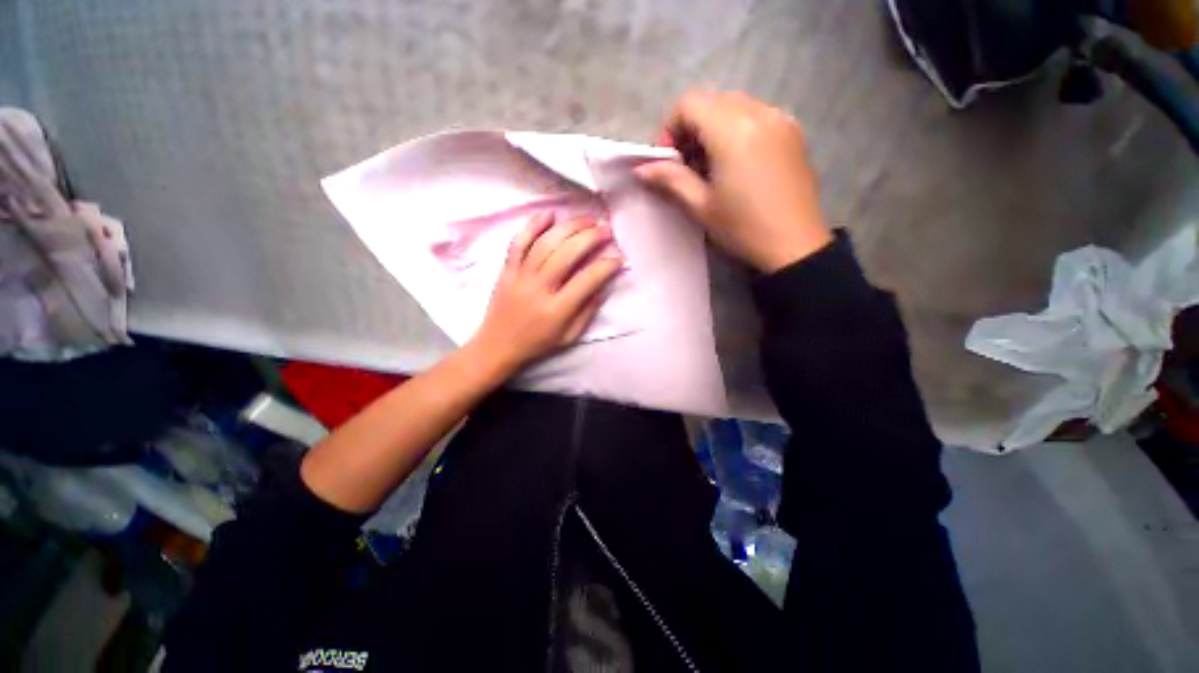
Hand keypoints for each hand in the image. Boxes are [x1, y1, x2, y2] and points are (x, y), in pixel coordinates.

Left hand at [469, 211, 622, 373]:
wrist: (497, 345)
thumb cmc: (537, 343)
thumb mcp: (569, 335)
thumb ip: (588, 310)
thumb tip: (604, 285)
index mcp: (557, 310)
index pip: (587, 280)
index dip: (606, 266)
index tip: (618, 257)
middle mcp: (539, 289)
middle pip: (566, 254)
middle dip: (590, 237)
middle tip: (606, 230)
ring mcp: (520, 276)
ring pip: (545, 243)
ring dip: (569, 227)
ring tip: (587, 219)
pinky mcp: (507, 269)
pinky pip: (518, 242)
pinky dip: (533, 225)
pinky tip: (550, 214)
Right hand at [636, 90, 831, 272]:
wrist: (795, 244)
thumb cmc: (743, 227)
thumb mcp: (701, 206)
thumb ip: (670, 180)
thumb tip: (641, 170)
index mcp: (733, 130)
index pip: (689, 103)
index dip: (670, 128)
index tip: (669, 161)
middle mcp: (759, 112)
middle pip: (711, 100)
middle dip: (690, 128)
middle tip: (687, 166)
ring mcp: (780, 118)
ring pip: (734, 105)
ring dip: (713, 128)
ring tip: (711, 166)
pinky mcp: (793, 131)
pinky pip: (756, 115)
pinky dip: (737, 129)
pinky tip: (736, 163)